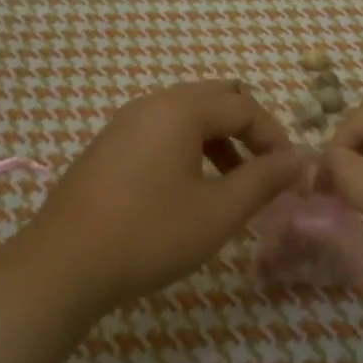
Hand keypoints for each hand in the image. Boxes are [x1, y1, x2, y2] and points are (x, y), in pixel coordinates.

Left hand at [22, 81, 305, 310]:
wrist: (63, 264)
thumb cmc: (149, 234)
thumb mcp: (218, 212)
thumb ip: (264, 180)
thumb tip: (299, 158)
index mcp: (180, 109)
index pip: (243, 106)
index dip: (275, 136)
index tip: (290, 174)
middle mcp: (152, 104)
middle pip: (215, 98)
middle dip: (247, 130)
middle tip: (264, 170)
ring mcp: (125, 122)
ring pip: (186, 115)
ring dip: (218, 140)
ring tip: (233, 185)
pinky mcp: (108, 145)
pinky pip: (161, 130)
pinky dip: (188, 148)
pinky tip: (189, 189)